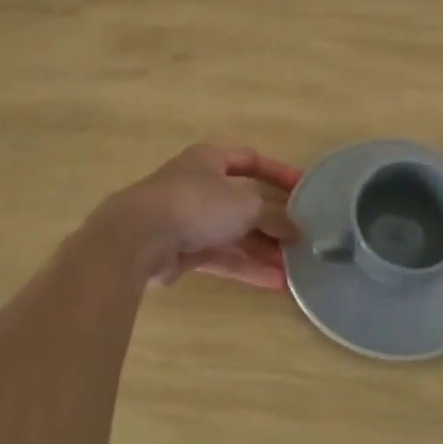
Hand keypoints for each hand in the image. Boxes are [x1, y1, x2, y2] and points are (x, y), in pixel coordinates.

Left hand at [98, 144, 301, 289]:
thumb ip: (274, 217)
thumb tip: (295, 231)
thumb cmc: (196, 204)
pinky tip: (275, 282)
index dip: (278, 173)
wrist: (138, 237)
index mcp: (210, 160)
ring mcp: (188, 220)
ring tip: (295, 268)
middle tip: (301, 238)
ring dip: (263, 249)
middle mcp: (199, 186)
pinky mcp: (182, 251)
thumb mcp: (246, 205)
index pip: (250, 160)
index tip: (304, 189)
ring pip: (233, 233)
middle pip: (243, 202)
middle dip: (272, 221)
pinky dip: (246, 267)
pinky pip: (221, 257)